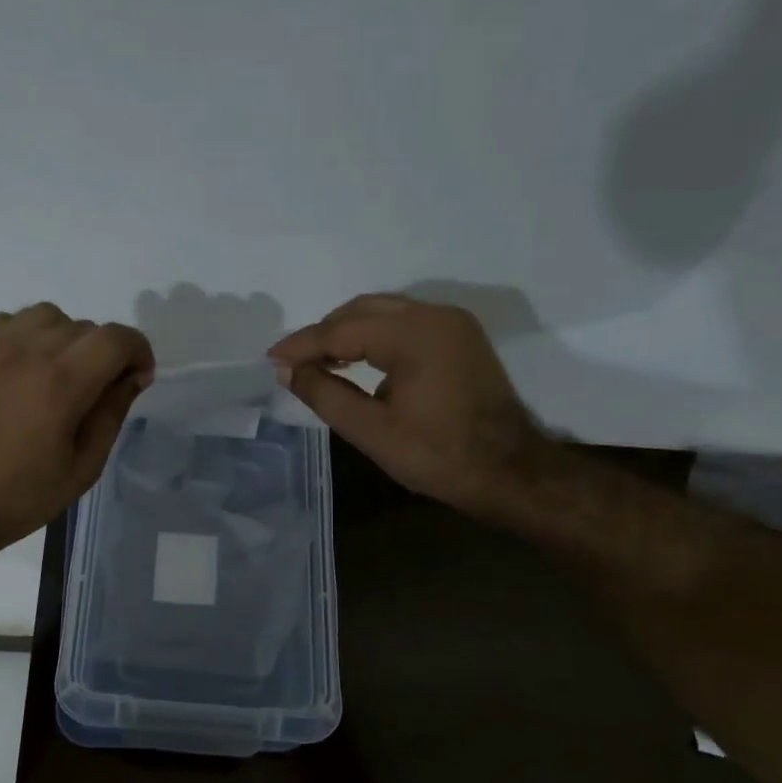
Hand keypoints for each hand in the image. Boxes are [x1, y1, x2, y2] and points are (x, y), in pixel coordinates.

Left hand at [0, 303, 153, 549]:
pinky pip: (9, 321)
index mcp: (60, 384)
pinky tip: (24, 368)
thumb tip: (132, 377)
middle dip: (104, 353)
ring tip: (60, 374)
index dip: (138, 352)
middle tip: (98, 392)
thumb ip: (111, 414)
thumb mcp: (82, 468)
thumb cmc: (20, 497)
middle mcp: (27, 352)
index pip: (115, 339)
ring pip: (48, 316)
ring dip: (66, 338)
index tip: (138, 378)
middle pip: (85, 327)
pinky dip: (27, 335)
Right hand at [269, 293, 548, 514]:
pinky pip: (404, 322)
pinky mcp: (460, 336)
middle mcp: (435, 316)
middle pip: (362, 310)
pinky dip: (374, 336)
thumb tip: (287, 371)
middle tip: (292, 362)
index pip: (342, 330)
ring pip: (384, 312)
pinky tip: (356, 360)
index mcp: (415, 336)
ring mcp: (453, 323)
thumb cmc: (438, 456)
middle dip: (323, 333)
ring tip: (318, 362)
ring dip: (347, 332)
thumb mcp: (372, 431)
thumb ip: (325, 395)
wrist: (510, 472)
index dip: (302, 345)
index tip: (271, 360)